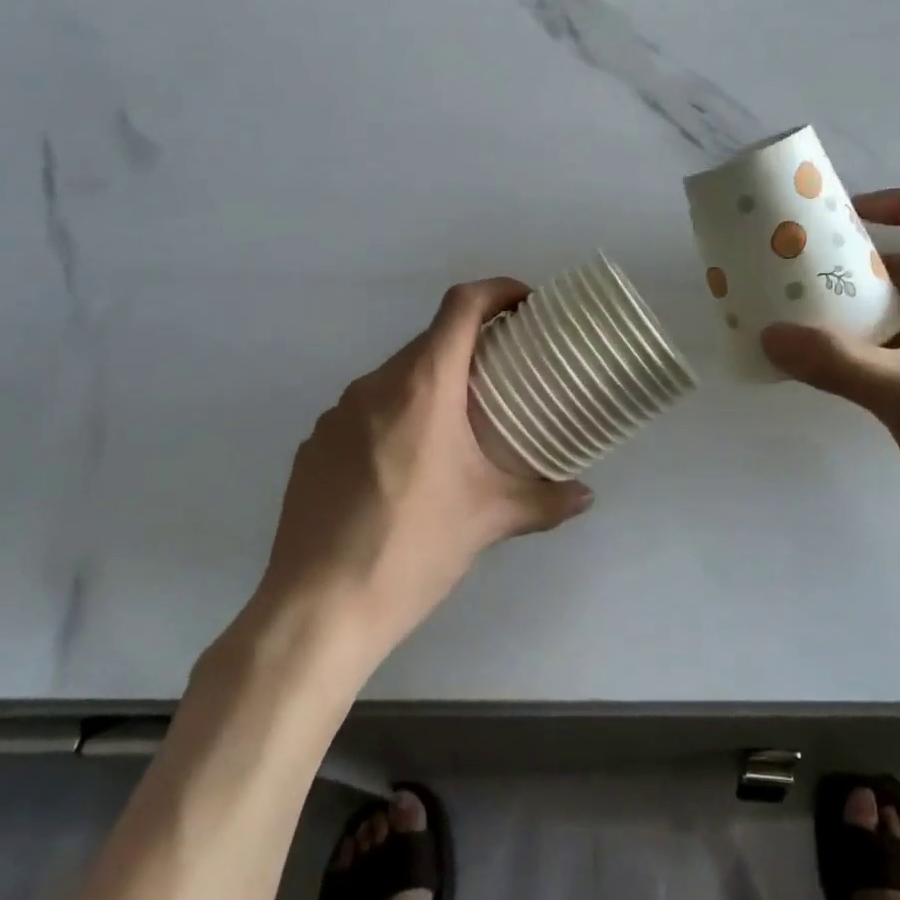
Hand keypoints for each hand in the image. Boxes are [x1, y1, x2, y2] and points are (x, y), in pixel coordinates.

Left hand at [253, 278, 592, 666]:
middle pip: (429, 342)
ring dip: (431, 386)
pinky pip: (363, 413)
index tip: (526, 303)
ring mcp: (334, 415)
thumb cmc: (413, 549)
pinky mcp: (313, 447)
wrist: (318, 608)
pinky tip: (406, 468)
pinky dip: (394, 418)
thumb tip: (586, 495)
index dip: (497, 290)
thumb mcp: (489, 521)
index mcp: (422, 388)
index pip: (460, 307)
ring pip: (394, 379)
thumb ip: (545, 501)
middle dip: (471, 346)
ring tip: (458, 426)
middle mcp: (373, 386)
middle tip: (505, 374)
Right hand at [760, 189, 899, 588]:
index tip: (848, 215)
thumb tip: (770, 333)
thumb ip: (839, 364)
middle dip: (855, 266)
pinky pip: (890, 363)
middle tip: (798, 275)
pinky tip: (823, 376)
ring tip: (796, 322)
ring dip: (851, 316)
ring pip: (895, 322)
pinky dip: (856, 358)